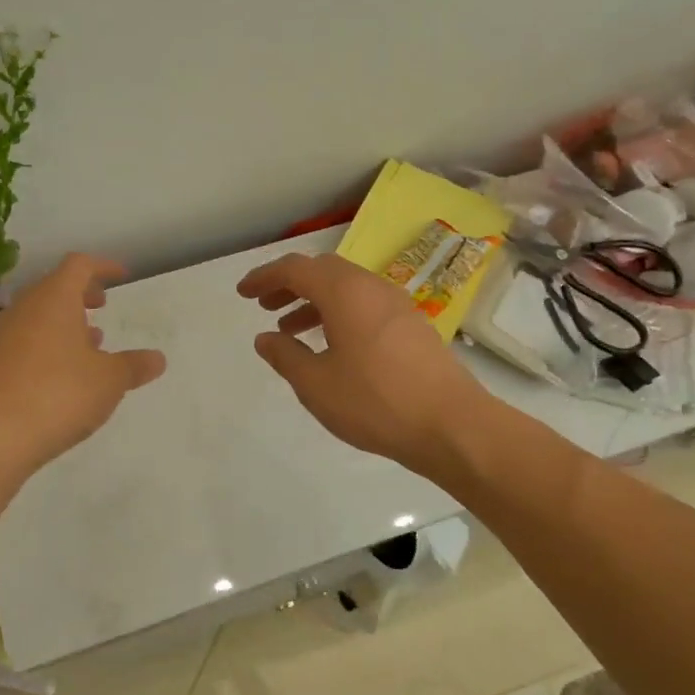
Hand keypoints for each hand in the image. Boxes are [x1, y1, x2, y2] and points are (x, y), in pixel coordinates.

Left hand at [0, 254, 166, 468]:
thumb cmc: (59, 394)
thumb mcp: (109, 381)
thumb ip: (134, 366)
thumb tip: (157, 359)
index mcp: (54, 298)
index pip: (79, 265)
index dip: (103, 266)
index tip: (122, 277)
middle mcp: (24, 309)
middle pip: (53, 287)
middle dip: (81, 294)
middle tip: (102, 307)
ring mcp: (2, 337)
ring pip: (37, 316)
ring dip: (64, 323)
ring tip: (89, 345)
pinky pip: (24, 342)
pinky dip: (47, 347)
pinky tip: (62, 376)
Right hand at [236, 251, 485, 476]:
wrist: (451, 424)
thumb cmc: (375, 401)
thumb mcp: (316, 384)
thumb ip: (285, 356)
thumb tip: (265, 338)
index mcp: (345, 293)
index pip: (296, 269)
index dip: (264, 277)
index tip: (243, 293)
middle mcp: (371, 288)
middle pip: (323, 272)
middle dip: (290, 285)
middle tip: (265, 306)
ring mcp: (397, 305)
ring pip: (346, 289)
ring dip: (314, 301)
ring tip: (290, 330)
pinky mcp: (412, 325)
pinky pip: (365, 306)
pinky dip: (339, 314)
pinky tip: (332, 346)